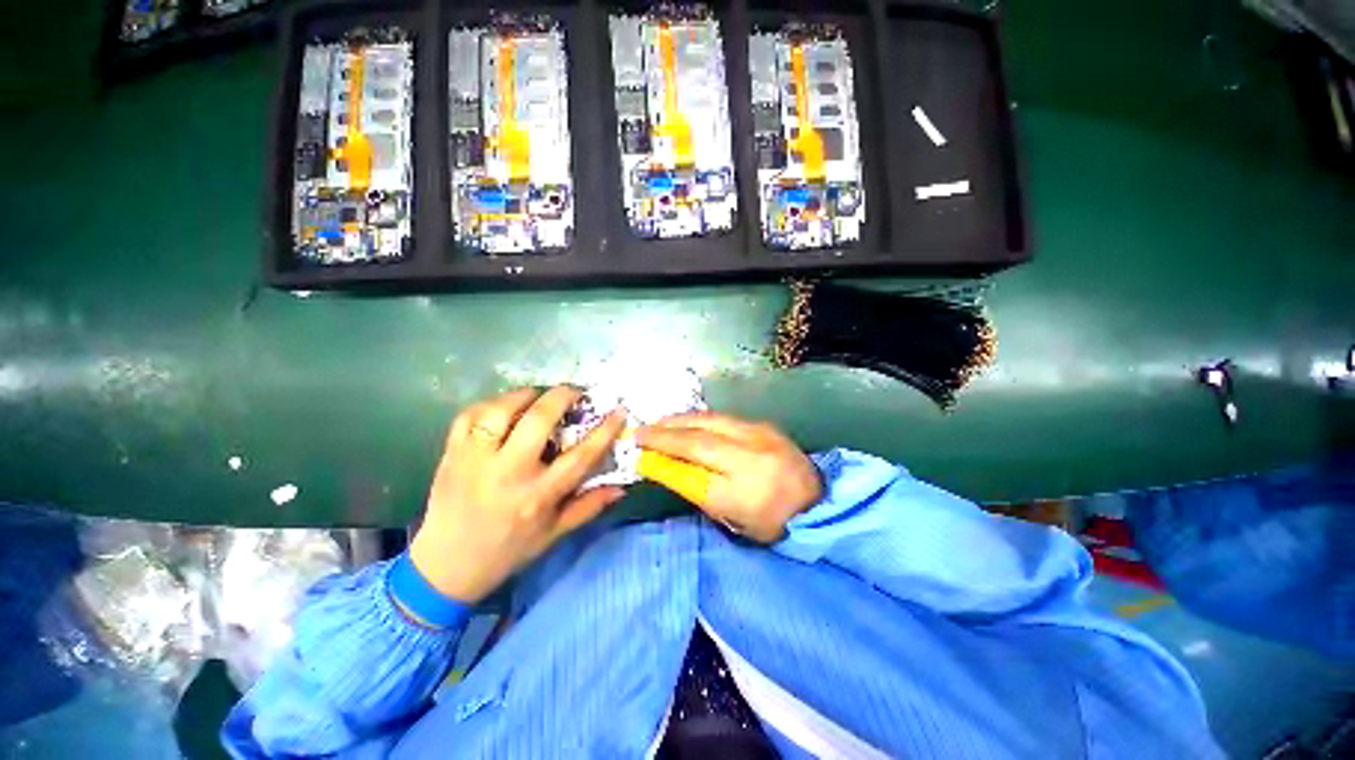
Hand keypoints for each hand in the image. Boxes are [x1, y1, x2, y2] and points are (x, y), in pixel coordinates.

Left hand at [410, 386, 626, 603]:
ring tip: (538, 396)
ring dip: (525, 395)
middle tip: (576, 392)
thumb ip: (589, 507)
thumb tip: (622, 486)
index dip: (604, 430)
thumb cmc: (507, 551)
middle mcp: (507, 473)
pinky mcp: (452, 454)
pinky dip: (490, 404)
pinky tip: (504, 409)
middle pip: (539, 420)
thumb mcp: (554, 535)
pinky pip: (469, 415)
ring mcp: (475, 460)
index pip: (580, 456)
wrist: (444, 567)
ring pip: (500, 410)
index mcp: (538, 496)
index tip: (618, 410)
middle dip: (563, 396)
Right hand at [636, 412, 822, 542]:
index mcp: (744, 492)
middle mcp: (751, 457)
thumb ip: (695, 488)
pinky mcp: (763, 424)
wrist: (817, 501)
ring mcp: (760, 435)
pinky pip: (722, 417)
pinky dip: (697, 418)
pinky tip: (685, 421)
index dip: (661, 456)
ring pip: (709, 420)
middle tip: (639, 431)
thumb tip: (661, 463)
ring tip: (658, 423)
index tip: (637, 449)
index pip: (691, 470)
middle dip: (664, 432)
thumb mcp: (729, 517)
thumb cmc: (770, 521)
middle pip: (698, 438)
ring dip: (679, 420)